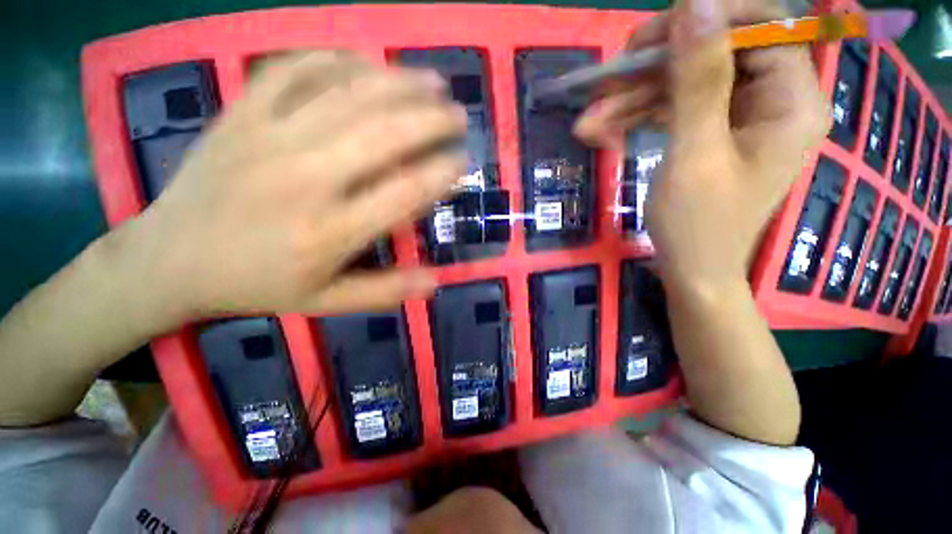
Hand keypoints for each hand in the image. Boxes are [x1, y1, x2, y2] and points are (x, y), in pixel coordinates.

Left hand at [133, 51, 466, 319]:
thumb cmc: (255, 285)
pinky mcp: (240, 112)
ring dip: (399, 82)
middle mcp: (303, 178)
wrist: (169, 259)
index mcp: (327, 232)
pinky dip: (338, 59)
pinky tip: (367, 63)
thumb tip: (436, 282)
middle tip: (458, 116)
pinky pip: (294, 69)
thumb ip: (384, 291)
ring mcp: (267, 136)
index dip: (440, 174)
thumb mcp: (325, 303)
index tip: (463, 162)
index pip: (402, 194)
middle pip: (381, 134)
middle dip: (430, 120)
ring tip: (433, 81)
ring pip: (346, 93)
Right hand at [576, 0, 828, 290]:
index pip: (763, 26)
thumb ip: (699, 80)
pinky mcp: (711, 133)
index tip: (650, 37)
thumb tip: (695, 4)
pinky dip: (637, 119)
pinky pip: (675, 111)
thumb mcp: (695, 154)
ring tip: (587, 121)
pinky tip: (600, 132)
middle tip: (605, 78)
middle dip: (655, 67)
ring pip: (685, 84)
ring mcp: (739, 116)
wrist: (690, 271)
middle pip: (715, 53)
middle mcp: (772, 100)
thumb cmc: (698, 225)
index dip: (709, 20)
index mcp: (792, 101)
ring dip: (633, 100)